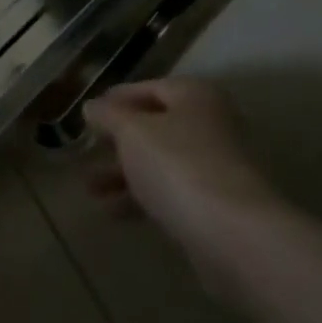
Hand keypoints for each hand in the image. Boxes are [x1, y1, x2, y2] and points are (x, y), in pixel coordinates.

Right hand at [86, 78, 283, 252]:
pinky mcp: (214, 205)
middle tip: (87, 151)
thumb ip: (108, 116)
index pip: (149, 87)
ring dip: (124, 174)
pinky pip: (170, 193)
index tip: (88, 114)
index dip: (116, 99)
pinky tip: (111, 212)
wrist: (234, 234)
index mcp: (194, 96)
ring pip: (160, 163)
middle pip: (155, 127)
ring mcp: (215, 167)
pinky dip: (142, 198)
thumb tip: (92, 106)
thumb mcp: (132, 131)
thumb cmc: (178, 164)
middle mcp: (209, 125)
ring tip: (89, 188)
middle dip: (118, 142)